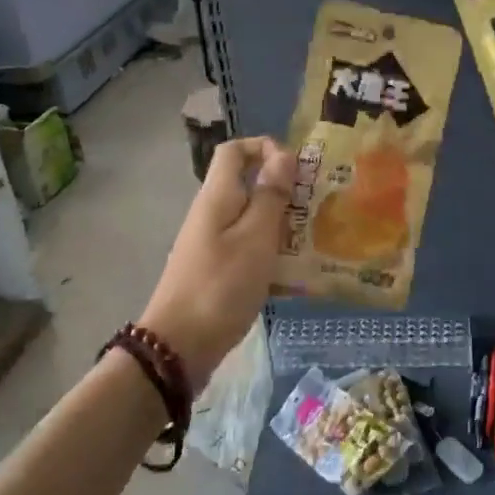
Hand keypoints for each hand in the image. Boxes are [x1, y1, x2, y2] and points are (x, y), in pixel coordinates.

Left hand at [139, 135, 295, 389]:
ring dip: (281, 221)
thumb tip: (282, 155)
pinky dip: (271, 250)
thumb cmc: (222, 285)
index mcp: (217, 196)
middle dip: (282, 188)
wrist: (178, 347)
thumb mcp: (256, 237)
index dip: (264, 147)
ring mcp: (212, 243)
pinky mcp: (216, 269)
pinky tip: (295, 270)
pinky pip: (248, 246)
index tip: (297, 168)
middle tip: (316, 205)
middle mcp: (211, 213)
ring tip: (313, 236)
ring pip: (251, 217)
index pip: (234, 151)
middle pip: (246, 183)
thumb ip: (270, 195)